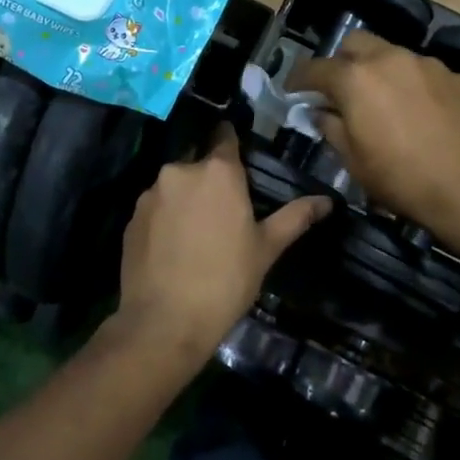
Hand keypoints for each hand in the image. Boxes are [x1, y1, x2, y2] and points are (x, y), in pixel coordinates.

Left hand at [112, 125, 330, 360]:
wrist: (165, 321)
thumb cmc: (226, 280)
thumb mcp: (266, 248)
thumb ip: (295, 217)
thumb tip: (327, 201)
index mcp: (218, 171)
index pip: (226, 137)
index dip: (233, 144)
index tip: (240, 159)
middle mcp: (180, 170)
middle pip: (199, 163)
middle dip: (210, 179)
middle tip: (225, 211)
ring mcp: (151, 193)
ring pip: (175, 186)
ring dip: (186, 199)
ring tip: (198, 233)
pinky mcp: (131, 217)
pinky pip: (155, 208)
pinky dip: (165, 218)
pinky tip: (174, 247)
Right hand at [290, 31, 459, 241]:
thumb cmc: (399, 178)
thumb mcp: (352, 160)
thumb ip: (330, 126)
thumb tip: (320, 111)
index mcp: (356, 78)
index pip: (315, 68)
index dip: (299, 79)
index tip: (293, 91)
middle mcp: (390, 58)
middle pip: (356, 43)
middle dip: (342, 62)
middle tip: (340, 90)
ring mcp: (428, 64)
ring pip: (393, 55)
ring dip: (380, 71)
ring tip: (384, 102)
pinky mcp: (456, 77)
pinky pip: (424, 72)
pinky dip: (413, 85)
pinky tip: (420, 112)